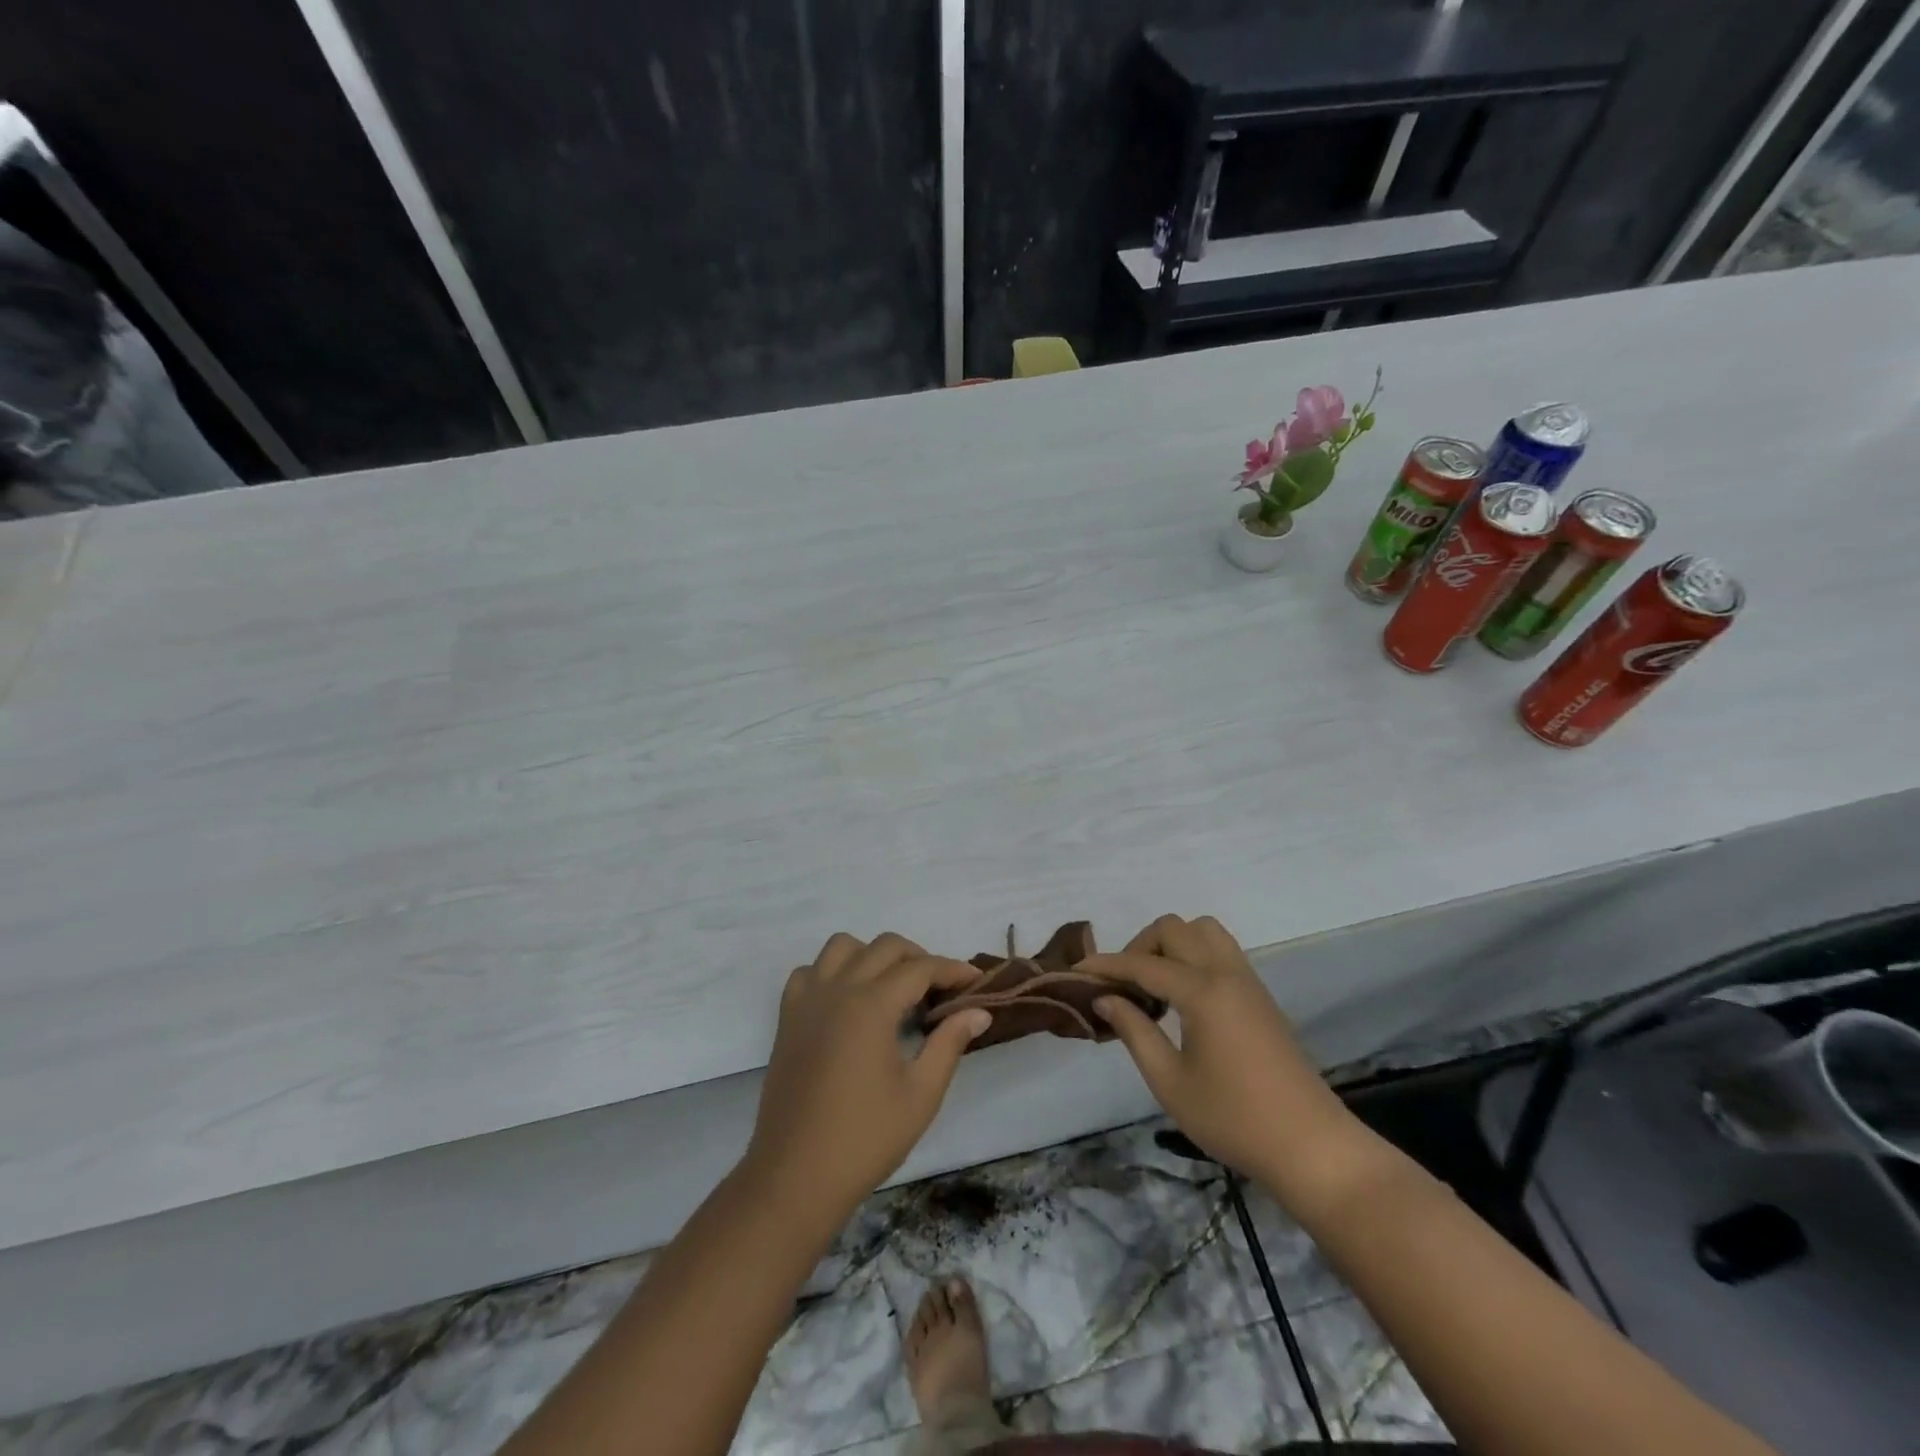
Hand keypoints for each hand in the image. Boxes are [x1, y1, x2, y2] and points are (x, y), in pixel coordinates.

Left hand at [742, 933, 991, 1226]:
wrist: (795, 1177)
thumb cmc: (865, 1139)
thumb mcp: (920, 1095)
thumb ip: (949, 1043)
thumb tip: (978, 1011)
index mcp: (871, 1006)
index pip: (920, 968)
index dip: (952, 970)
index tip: (976, 981)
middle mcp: (838, 989)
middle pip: (885, 946)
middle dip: (919, 958)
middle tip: (940, 989)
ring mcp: (807, 1000)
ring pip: (843, 946)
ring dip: (874, 955)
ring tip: (892, 987)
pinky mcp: (787, 1017)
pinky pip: (810, 971)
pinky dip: (833, 971)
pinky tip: (848, 1000)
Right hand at [1084, 915, 1367, 1199]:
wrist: (1311, 1146)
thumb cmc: (1234, 1119)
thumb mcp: (1170, 1082)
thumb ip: (1134, 1031)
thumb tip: (1105, 997)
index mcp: (1203, 992)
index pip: (1143, 963)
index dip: (1106, 965)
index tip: (1075, 972)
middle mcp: (1226, 974)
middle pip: (1175, 929)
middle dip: (1140, 947)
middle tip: (1123, 986)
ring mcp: (1248, 981)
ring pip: (1203, 931)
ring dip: (1171, 945)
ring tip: (1154, 986)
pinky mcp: (1260, 995)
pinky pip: (1221, 951)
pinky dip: (1193, 956)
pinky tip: (1181, 998)